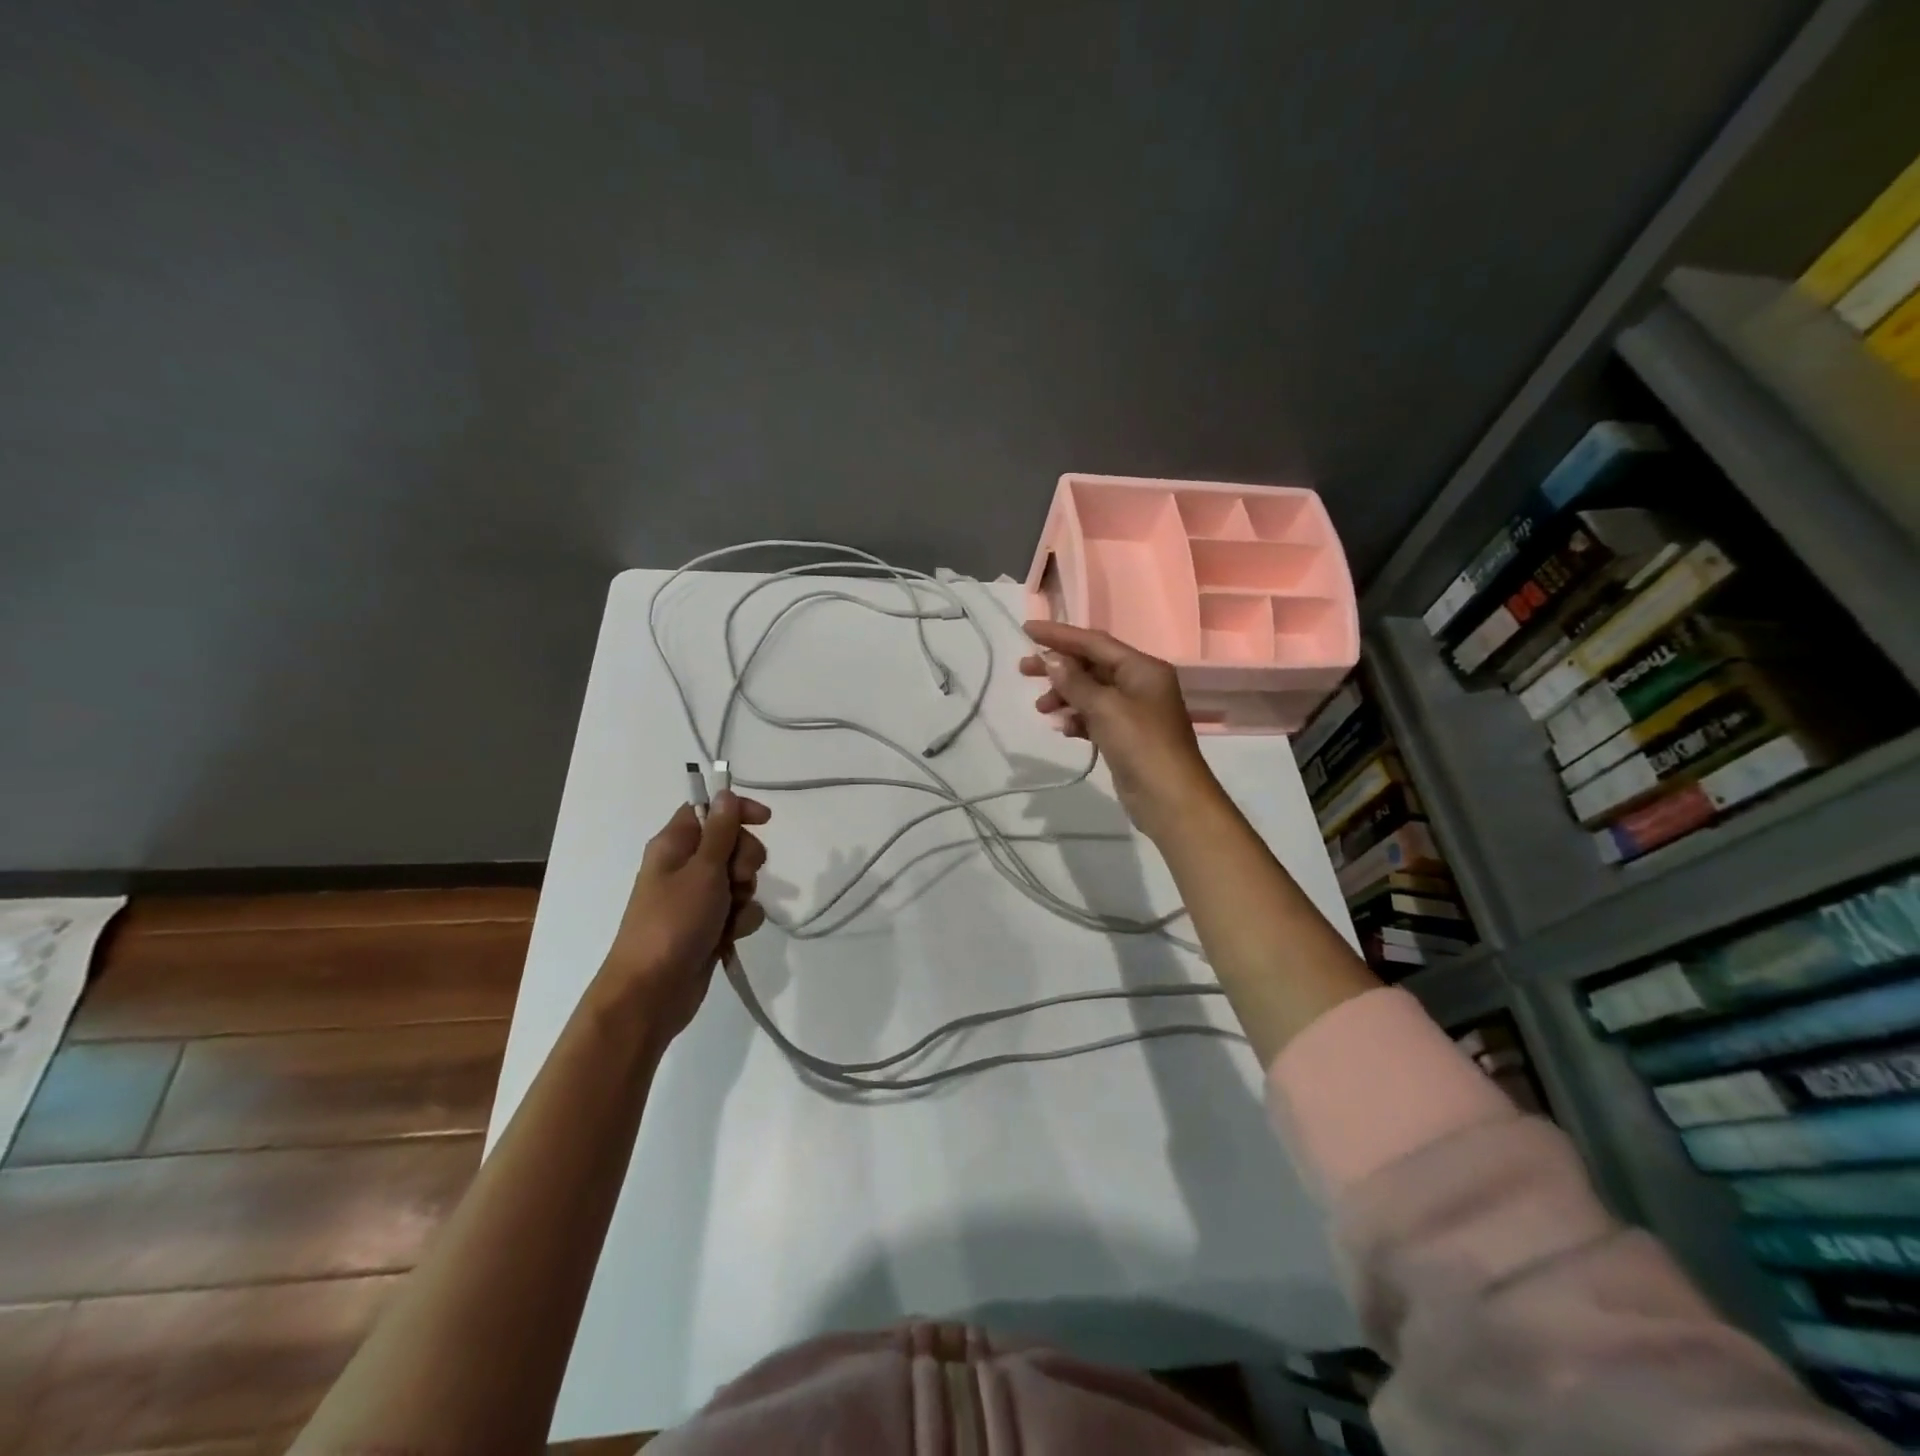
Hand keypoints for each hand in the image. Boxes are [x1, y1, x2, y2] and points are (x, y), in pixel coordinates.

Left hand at [598, 791, 770, 1040]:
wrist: (652, 992)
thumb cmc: (673, 923)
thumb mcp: (702, 870)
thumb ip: (720, 831)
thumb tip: (724, 793)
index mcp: (674, 846)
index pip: (709, 810)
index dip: (737, 810)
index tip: (766, 820)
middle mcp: (686, 867)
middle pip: (731, 844)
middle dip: (746, 859)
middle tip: (739, 878)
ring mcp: (698, 899)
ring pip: (741, 880)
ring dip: (745, 894)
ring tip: (729, 915)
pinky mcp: (710, 926)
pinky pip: (740, 910)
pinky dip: (740, 921)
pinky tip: (730, 936)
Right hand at [1020, 620, 1222, 841]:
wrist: (1170, 799)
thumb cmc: (1141, 745)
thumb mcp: (1106, 708)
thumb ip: (1076, 682)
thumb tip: (1052, 660)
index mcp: (1142, 668)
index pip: (1095, 642)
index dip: (1060, 635)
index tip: (1027, 630)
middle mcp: (1140, 683)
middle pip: (1091, 665)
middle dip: (1058, 667)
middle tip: (1024, 669)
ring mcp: (1133, 711)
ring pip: (1090, 692)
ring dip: (1064, 696)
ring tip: (1041, 708)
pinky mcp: (1125, 736)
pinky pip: (1095, 717)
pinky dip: (1077, 718)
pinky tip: (1063, 728)